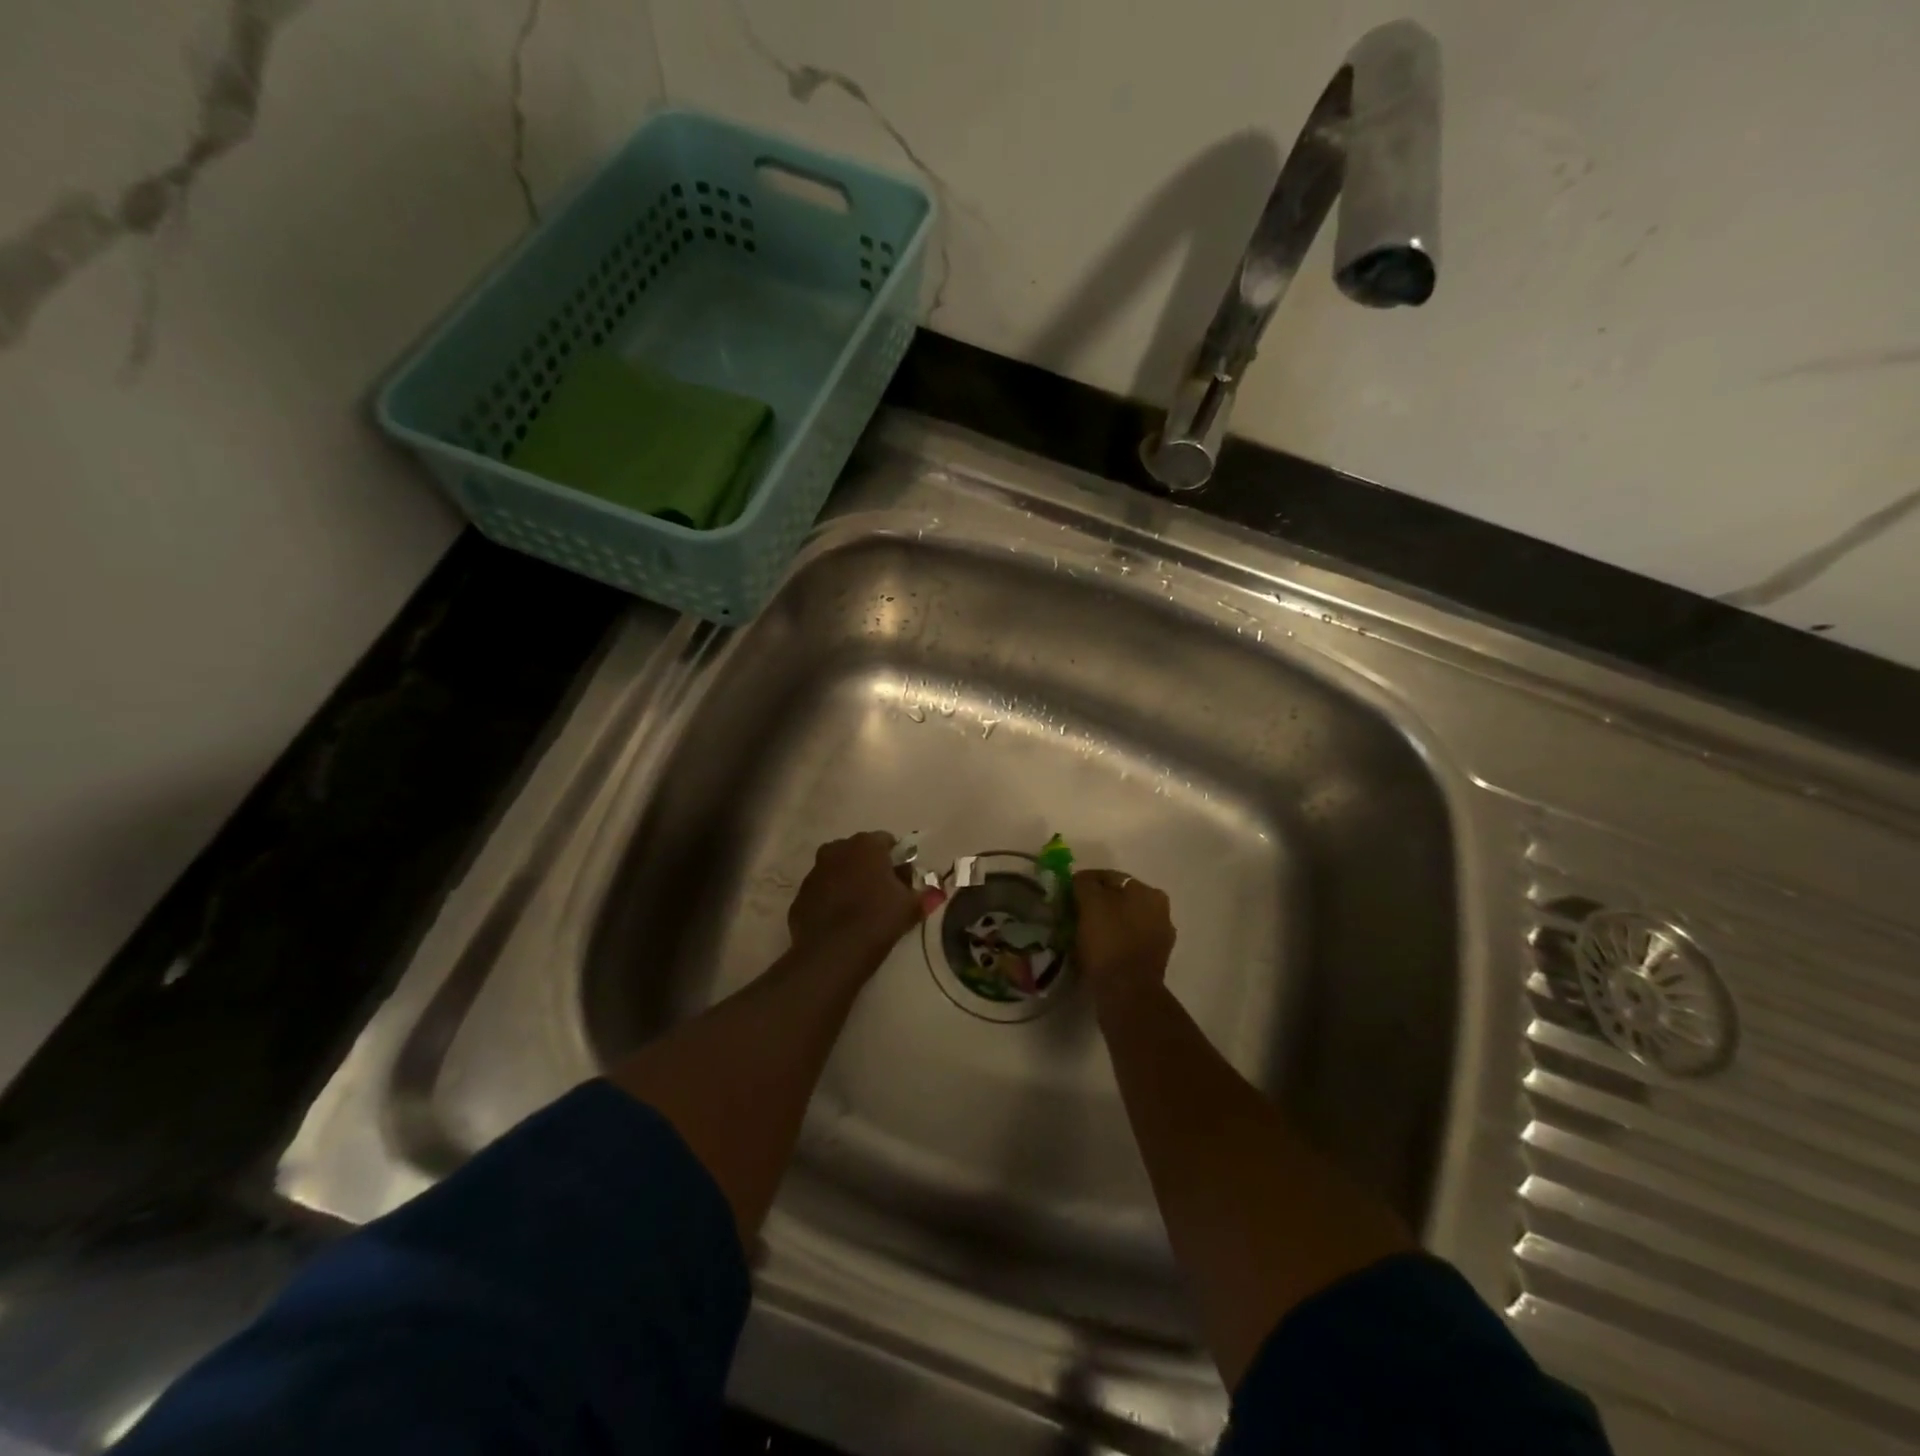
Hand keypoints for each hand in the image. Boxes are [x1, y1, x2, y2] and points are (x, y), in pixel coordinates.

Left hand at [788, 832, 925, 968]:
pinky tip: (840, 922)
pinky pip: (822, 892)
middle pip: (859, 853)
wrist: (832, 953)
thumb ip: (925, 896)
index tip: (904, 880)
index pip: (887, 841)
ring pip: (837, 870)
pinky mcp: (800, 896)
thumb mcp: (909, 908)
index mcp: (865, 845)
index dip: (897, 859)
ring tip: (861, 909)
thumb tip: (938, 892)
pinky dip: (831, 900)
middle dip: (871, 868)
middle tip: (884, 893)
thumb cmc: (877, 919)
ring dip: (848, 882)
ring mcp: (814, 872)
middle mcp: (836, 850)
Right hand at [1073, 868, 1175, 1001]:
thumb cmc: (1109, 941)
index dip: (1085, 881)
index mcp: (1148, 892)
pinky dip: (1113, 941)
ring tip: (1082, 931)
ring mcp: (1160, 937)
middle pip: (1120, 899)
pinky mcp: (1153, 960)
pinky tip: (1097, 948)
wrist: (1127, 993)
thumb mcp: (1091, 903)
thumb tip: (1081, 880)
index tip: (1066, 891)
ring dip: (1106, 922)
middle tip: (1074, 911)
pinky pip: (1127, 941)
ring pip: (1124, 920)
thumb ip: (1085, 884)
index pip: (1110, 877)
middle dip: (1097, 902)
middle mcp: (1160, 910)